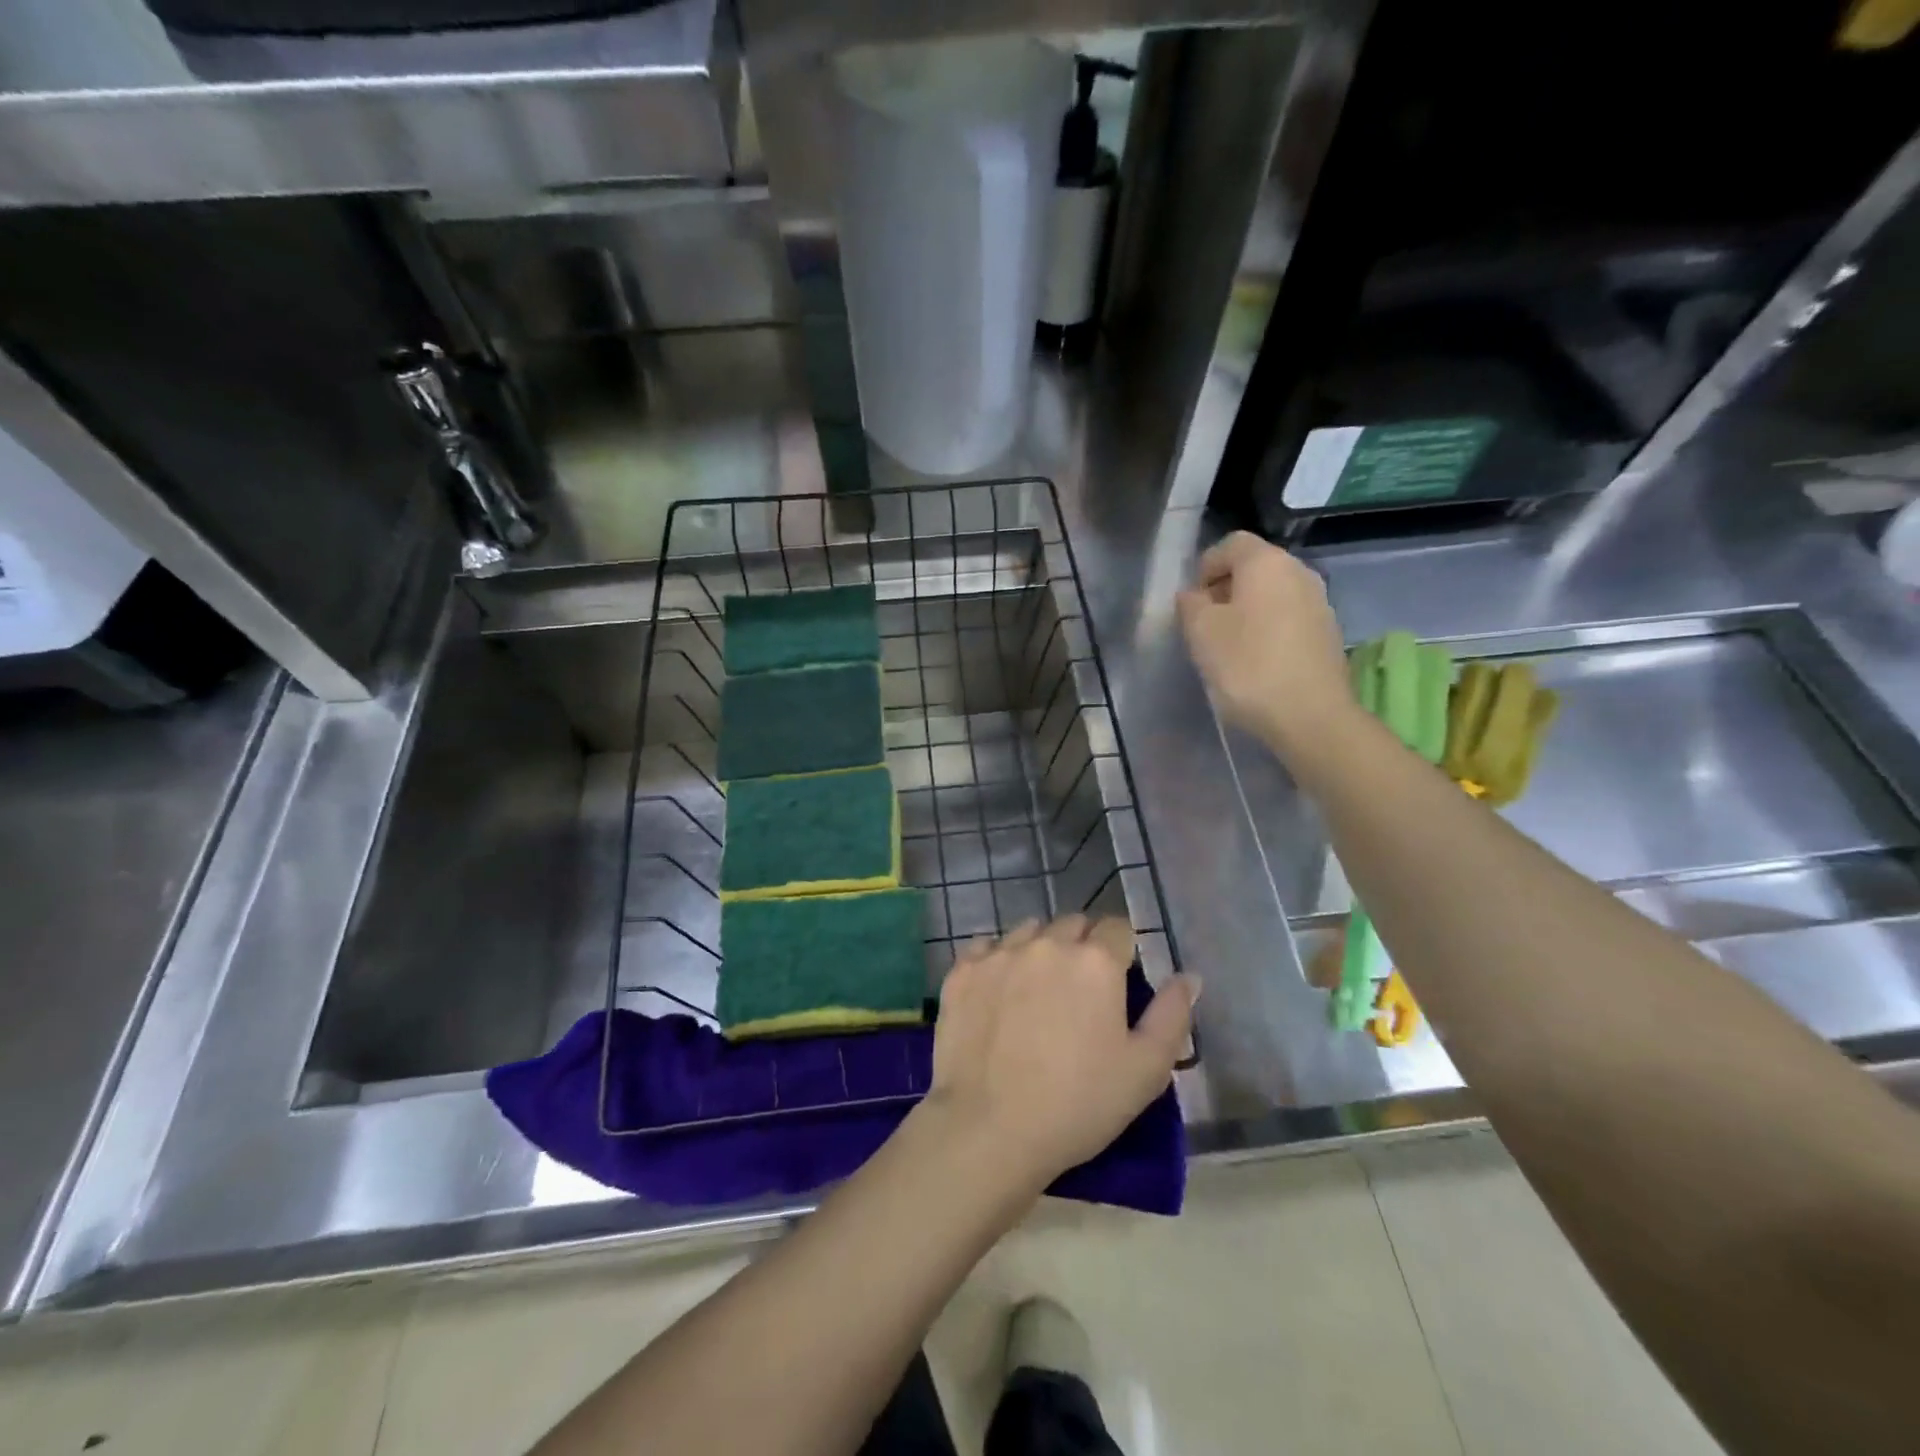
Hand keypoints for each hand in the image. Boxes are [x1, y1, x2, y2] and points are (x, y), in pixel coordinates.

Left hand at [923, 916, 1197, 1191]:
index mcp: (1095, 961)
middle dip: (1083, 945)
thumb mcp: (1145, 1071)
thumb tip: (1189, 976)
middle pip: (1073, 924)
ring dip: (1041, 948)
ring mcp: (999, 953)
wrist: (988, 1128)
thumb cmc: (1077, 1104)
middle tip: (1081, 990)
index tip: (1119, 981)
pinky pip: (987, 948)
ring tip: (1038, 990)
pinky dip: (998, 961)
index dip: (1123, 951)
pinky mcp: (962, 971)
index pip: (1118, 928)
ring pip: (1029, 931)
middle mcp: (1047, 943)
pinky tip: (999, 994)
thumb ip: (1172, 1015)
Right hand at [1177, 531, 1356, 750]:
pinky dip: (1268, 629)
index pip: (1230, 544)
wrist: (1309, 716)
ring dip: (1247, 611)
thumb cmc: (1247, 666)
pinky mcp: (1328, 633)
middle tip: (1204, 624)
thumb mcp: (1200, 631)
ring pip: (1272, 594)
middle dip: (1225, 589)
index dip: (1205, 567)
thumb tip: (1193, 594)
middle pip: (1254, 567)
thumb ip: (1190, 603)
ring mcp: (1320, 602)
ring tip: (1228, 645)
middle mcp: (1299, 572)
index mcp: (1266, 562)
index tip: (1191, 601)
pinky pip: (1288, 618)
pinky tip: (1256, 661)